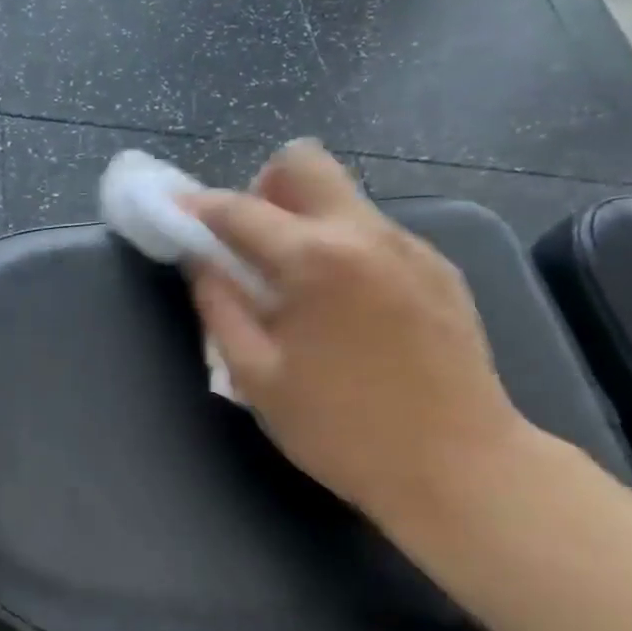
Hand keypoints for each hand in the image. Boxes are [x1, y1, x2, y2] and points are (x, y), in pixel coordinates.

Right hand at [188, 141, 529, 526]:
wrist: (461, 467)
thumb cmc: (342, 429)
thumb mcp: (257, 377)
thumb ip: (220, 308)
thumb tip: (200, 262)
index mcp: (315, 260)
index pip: (239, 209)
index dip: (195, 207)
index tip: (170, 210)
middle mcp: (366, 233)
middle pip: (304, 163)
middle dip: (261, 190)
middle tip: (247, 245)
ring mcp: (411, 247)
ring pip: (342, 196)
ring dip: (302, 219)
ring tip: (293, 286)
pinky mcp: (439, 269)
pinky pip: (373, 232)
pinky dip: (340, 247)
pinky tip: (342, 308)